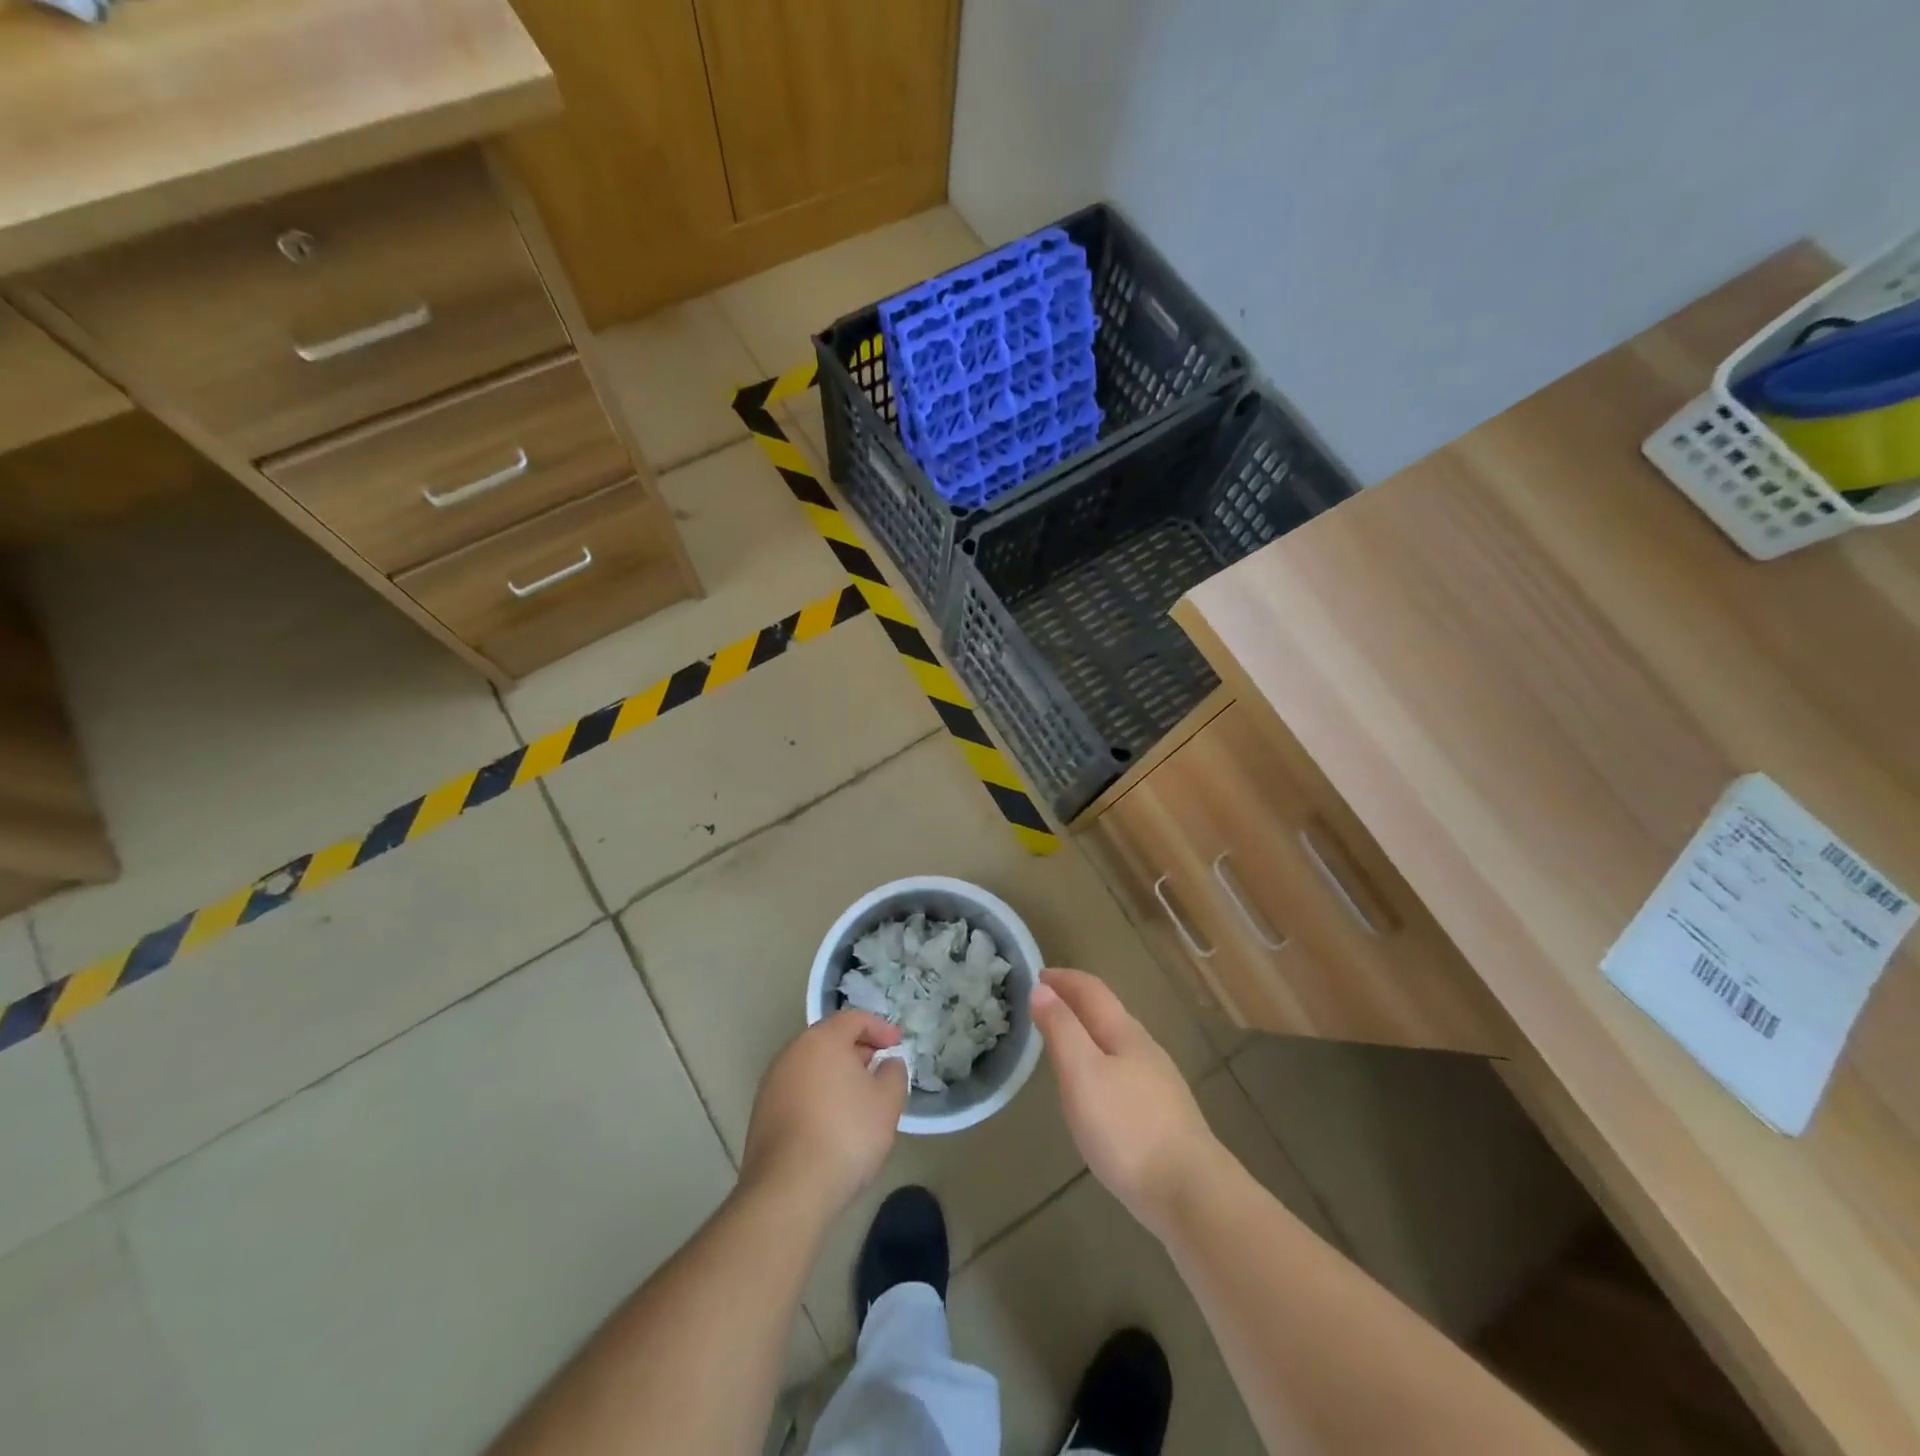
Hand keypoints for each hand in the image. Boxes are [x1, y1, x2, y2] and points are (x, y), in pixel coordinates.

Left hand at [740, 1010, 907, 1219]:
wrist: (788, 1190)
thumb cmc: (846, 1134)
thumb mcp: (887, 1102)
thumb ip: (894, 1073)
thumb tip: (887, 1063)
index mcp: (822, 1040)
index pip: (854, 1019)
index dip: (880, 1027)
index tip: (898, 1044)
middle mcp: (791, 1053)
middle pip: (829, 1040)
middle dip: (858, 1050)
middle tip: (880, 1068)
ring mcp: (772, 1084)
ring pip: (811, 1066)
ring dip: (836, 1074)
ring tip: (859, 1098)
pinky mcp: (762, 1114)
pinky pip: (798, 1091)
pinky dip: (818, 1095)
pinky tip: (832, 1122)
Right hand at [1032, 968, 1222, 1236]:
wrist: (1190, 1193)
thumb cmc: (1127, 1128)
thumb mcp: (1082, 1073)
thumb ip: (1061, 1029)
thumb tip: (1043, 988)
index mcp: (1124, 1033)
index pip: (1092, 990)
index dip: (1064, 979)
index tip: (1037, 975)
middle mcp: (1145, 1049)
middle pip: (1107, 1014)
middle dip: (1075, 1004)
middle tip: (1043, 1007)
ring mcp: (1159, 1083)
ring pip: (1117, 1044)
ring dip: (1088, 1034)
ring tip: (1063, 1045)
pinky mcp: (1164, 1115)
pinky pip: (1124, 1072)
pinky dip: (1100, 1063)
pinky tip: (1095, 1090)